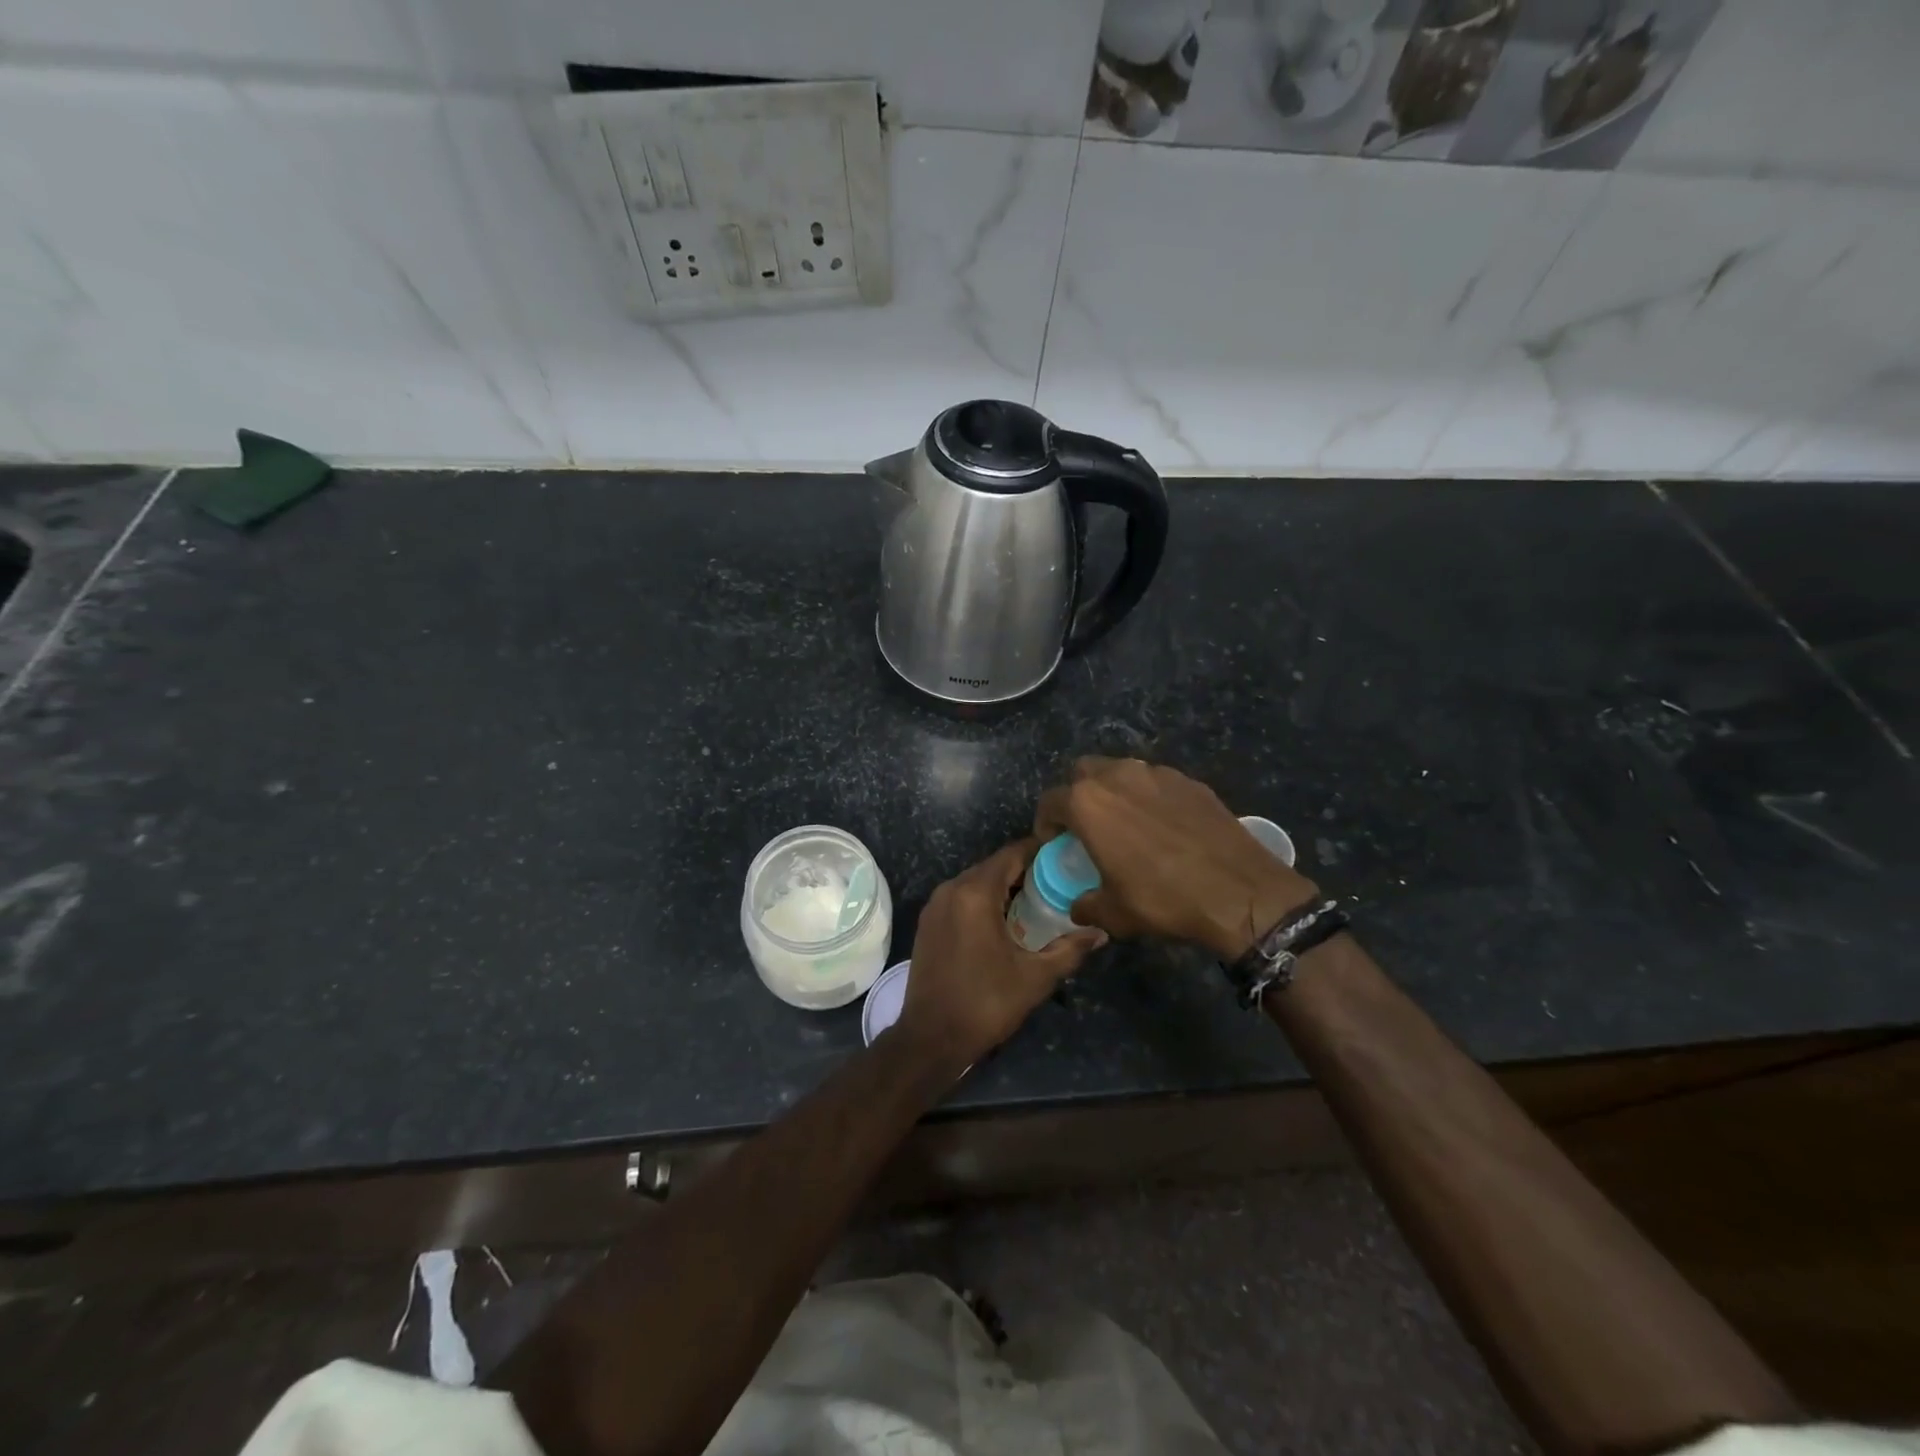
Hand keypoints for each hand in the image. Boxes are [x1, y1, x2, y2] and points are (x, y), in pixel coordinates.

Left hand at [896, 839, 1106, 1075]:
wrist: (931, 1038)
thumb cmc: (986, 1003)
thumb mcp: (1035, 977)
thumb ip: (1070, 949)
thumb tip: (1101, 932)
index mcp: (975, 893)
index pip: (1012, 854)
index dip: (1040, 852)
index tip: (1066, 858)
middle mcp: (951, 889)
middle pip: (994, 866)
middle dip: (1025, 871)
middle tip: (1058, 883)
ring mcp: (935, 905)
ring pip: (976, 882)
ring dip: (1004, 887)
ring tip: (1037, 901)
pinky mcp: (928, 922)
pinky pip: (961, 898)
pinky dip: (984, 901)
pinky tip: (1005, 920)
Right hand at [1035, 757, 1320, 960]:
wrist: (1239, 891)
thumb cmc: (1163, 899)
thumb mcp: (1114, 914)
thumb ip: (1087, 905)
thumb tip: (1079, 907)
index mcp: (1088, 803)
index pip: (1050, 801)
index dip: (1047, 823)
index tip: (1054, 842)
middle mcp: (1118, 776)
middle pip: (1083, 772)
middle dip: (1078, 794)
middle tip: (1087, 826)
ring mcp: (1157, 773)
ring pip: (1121, 770)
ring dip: (1114, 791)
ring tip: (1126, 823)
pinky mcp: (1189, 781)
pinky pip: (1156, 781)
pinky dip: (1150, 797)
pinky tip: (1164, 826)